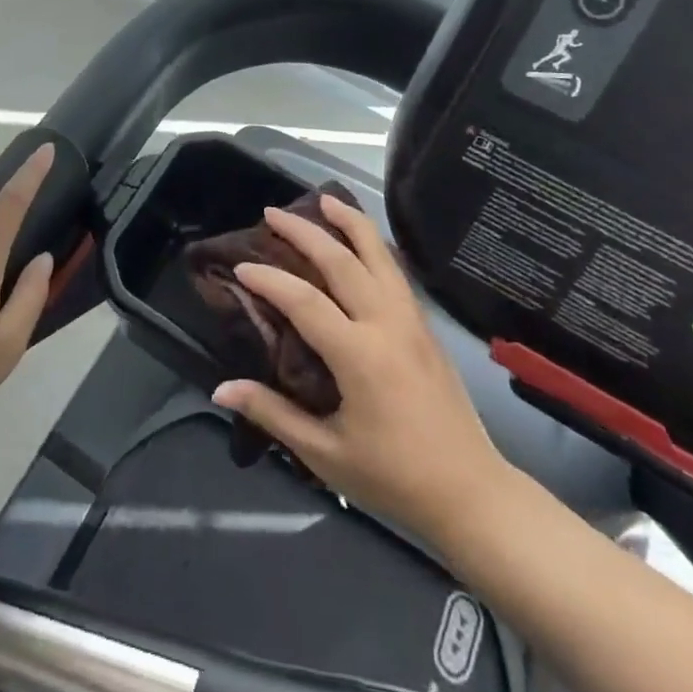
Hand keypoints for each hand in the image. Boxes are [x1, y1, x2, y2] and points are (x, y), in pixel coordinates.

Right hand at [211, 196, 507, 541]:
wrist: (471, 493)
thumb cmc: (393, 478)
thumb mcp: (325, 454)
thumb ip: (272, 414)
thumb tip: (221, 390)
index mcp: (359, 355)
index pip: (304, 300)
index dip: (269, 279)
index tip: (240, 266)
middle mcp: (387, 324)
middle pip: (342, 261)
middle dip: (304, 231)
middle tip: (272, 212)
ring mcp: (412, 320)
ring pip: (379, 254)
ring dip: (349, 221)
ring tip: (324, 198)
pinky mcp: (426, 326)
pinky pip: (396, 270)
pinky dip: (374, 244)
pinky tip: (362, 239)